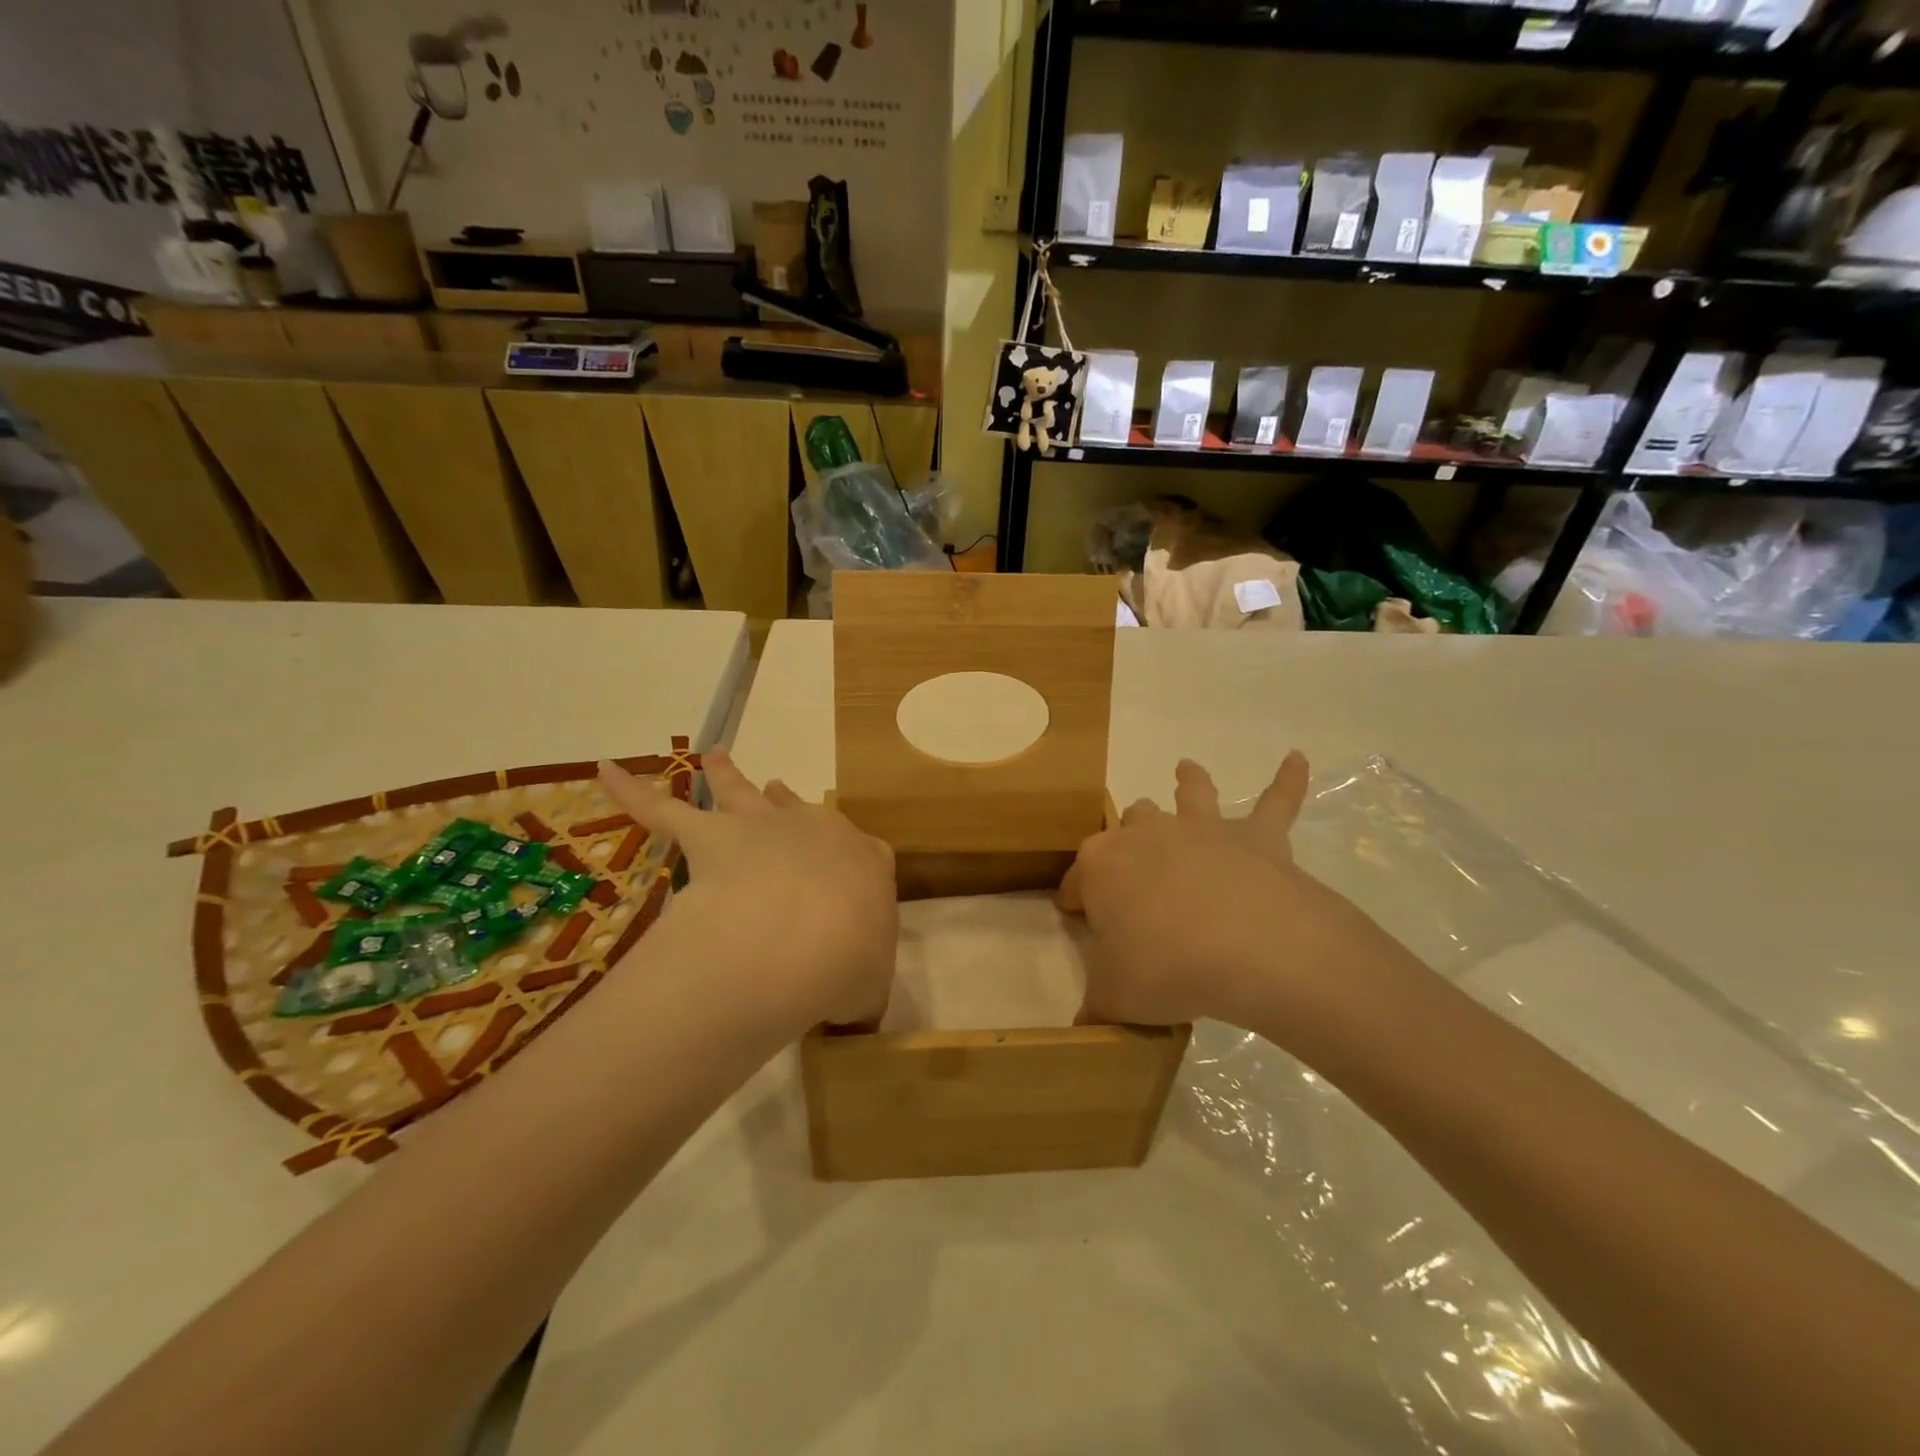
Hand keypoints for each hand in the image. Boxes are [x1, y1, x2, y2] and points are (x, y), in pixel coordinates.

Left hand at [599, 749, 897, 1034]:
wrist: (808, 934)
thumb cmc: (852, 960)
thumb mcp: (870, 987)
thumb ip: (860, 993)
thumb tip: (848, 1013)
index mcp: (864, 861)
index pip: (862, 852)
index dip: (851, 860)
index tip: (847, 872)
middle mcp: (815, 831)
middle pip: (797, 809)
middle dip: (787, 802)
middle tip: (777, 790)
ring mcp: (760, 827)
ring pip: (739, 791)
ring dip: (725, 773)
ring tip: (714, 756)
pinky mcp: (709, 835)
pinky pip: (661, 810)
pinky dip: (631, 792)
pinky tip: (606, 773)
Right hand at [1059, 752, 1376, 1031]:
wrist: (1252, 948)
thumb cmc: (1167, 967)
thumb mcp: (1115, 998)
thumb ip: (1096, 1007)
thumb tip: (1084, 1028)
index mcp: (1101, 866)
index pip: (1076, 881)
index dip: (1073, 900)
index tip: (1074, 918)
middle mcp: (1147, 835)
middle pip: (1128, 827)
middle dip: (1125, 840)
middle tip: (1133, 872)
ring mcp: (1203, 830)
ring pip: (1189, 796)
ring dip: (1188, 784)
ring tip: (1187, 769)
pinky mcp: (1258, 837)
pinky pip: (1277, 801)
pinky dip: (1288, 780)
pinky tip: (1299, 759)